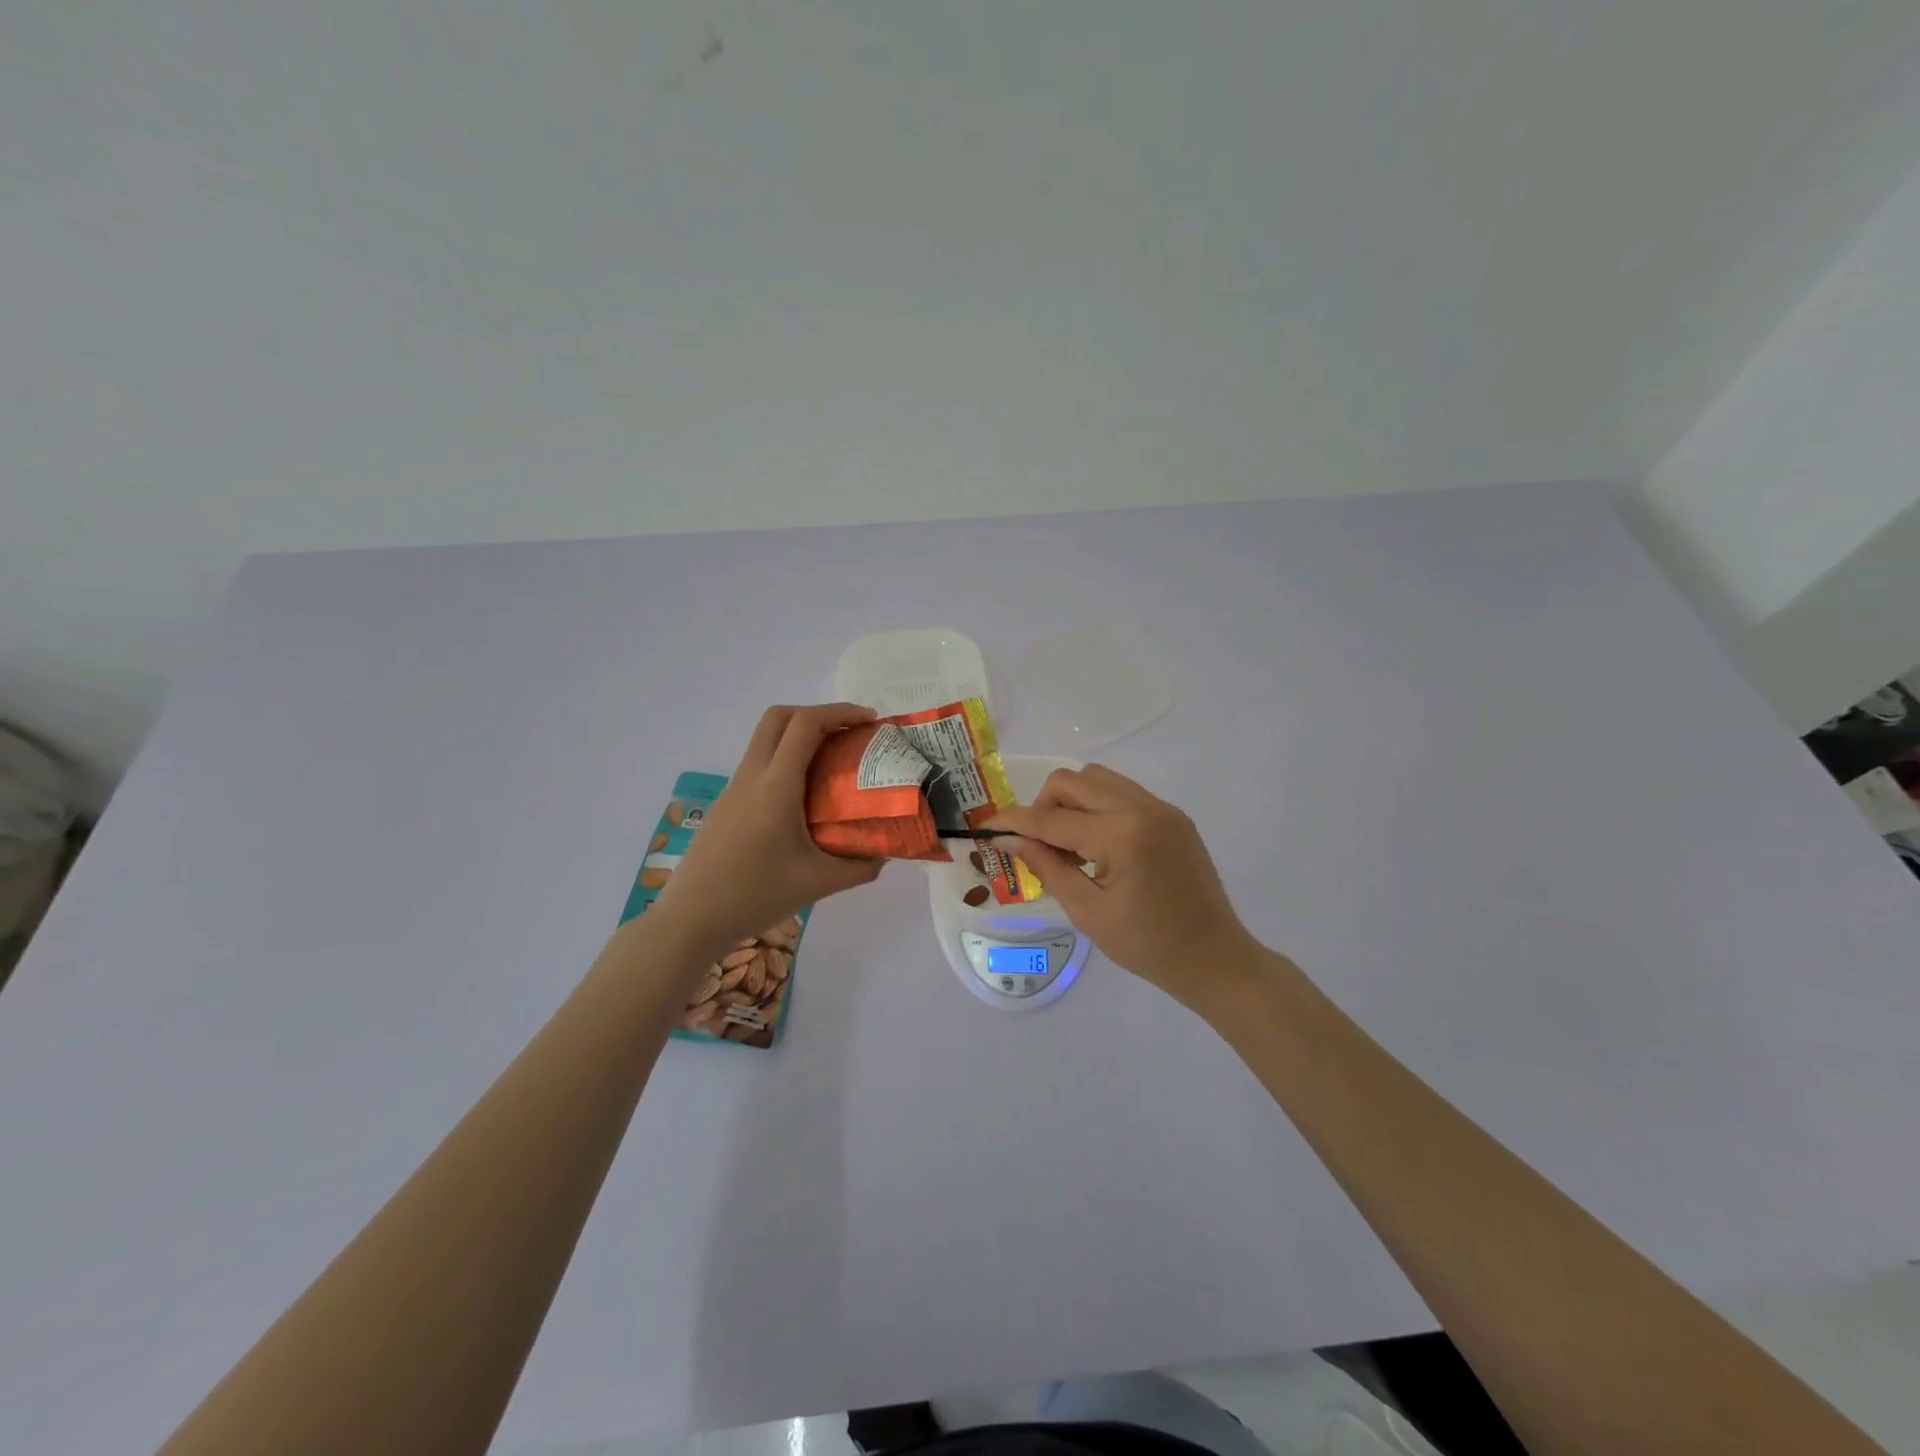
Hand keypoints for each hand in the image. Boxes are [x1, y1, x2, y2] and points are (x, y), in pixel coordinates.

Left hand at [654, 704, 884, 949]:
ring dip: (799, 736)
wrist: (691, 919)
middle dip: (817, 714)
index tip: (869, 722)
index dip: (839, 713)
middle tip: (849, 733)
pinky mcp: (726, 803)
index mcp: (775, 788)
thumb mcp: (817, 884)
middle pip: (779, 717)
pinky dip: (785, 759)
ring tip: (832, 762)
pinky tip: (804, 795)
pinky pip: (758, 764)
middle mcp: (751, 777)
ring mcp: (733, 788)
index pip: (805, 726)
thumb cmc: (755, 897)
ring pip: (765, 739)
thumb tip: (884, 853)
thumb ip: (858, 867)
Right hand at [987, 765, 1256, 1009]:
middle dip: (1044, 806)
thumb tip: (1010, 839)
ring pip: (1097, 779)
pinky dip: (1097, 807)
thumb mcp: (1088, 912)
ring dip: (1071, 802)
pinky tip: (1097, 845)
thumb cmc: (1148, 946)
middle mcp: (1143, 808)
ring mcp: (1162, 808)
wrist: (1214, 958)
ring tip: (1069, 845)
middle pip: (1072, 781)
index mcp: (1123, 836)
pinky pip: (1122, 792)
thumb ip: (1047, 868)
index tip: (987, 826)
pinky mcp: (1172, 815)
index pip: (1053, 820)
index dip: (1015, 822)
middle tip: (1038, 845)